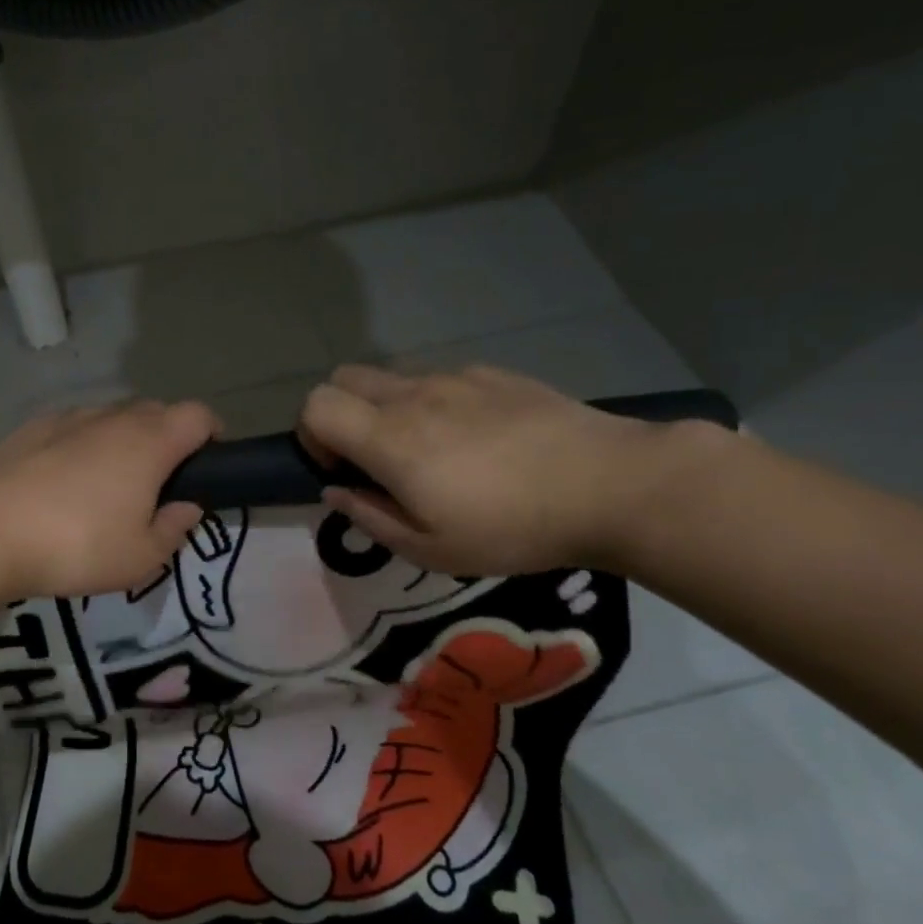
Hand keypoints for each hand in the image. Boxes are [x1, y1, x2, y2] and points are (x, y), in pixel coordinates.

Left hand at [0, 400, 220, 599]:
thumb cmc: (78, 547)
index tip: (209, 462)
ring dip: (122, 440)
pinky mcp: (30, 429)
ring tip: (108, 484)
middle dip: (168, 438)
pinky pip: (72, 428)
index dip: (212, 432)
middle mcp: (112, 419)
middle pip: (156, 411)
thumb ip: (174, 529)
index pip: (198, 415)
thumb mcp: (141, 558)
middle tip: (159, 483)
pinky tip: (63, 480)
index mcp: (150, 443)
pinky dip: (81, 444)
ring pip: (111, 418)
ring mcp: (67, 419)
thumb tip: (187, 507)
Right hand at [300, 364, 689, 574]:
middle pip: (344, 378)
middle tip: (371, 458)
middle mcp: (413, 396)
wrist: (611, 485)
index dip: (311, 435)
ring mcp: (455, 378)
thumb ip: (370, 517)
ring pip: (392, 378)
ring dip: (387, 409)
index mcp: (390, 438)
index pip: (317, 405)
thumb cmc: (512, 527)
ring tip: (430, 452)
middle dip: (340, 414)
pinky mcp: (493, 374)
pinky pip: (440, 379)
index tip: (339, 470)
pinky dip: (434, 403)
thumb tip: (335, 491)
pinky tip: (477, 439)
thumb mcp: (432, 549)